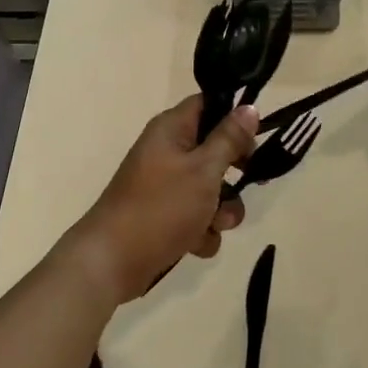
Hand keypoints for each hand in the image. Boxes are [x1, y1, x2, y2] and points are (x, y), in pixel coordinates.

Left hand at [70, 96, 258, 302]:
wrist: (112, 262)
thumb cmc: (161, 207)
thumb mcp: (203, 169)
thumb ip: (229, 139)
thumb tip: (249, 107)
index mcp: (171, 130)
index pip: (208, 105)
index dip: (234, 117)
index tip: (255, 138)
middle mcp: (167, 153)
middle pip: (214, 151)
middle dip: (234, 174)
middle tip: (250, 181)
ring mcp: (165, 188)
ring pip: (211, 190)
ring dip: (221, 210)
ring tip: (214, 224)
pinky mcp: (165, 218)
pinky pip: (197, 218)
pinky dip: (202, 232)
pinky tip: (195, 245)